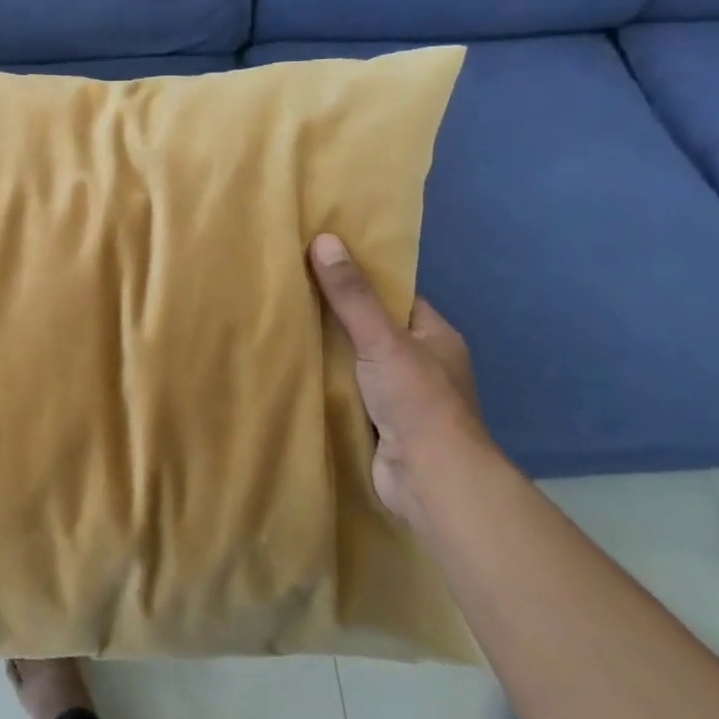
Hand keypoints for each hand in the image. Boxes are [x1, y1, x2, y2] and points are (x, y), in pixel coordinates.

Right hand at [308, 234, 494, 529]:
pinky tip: (292, 369)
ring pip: (356, 362)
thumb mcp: (381, 338)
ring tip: (282, 324)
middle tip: (291, 291)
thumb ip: (352, 294)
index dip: (361, 279)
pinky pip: (347, 392)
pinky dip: (325, 383)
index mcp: (435, 336)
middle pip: (372, 329)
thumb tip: (325, 240)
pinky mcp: (379, 423)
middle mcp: (421, 363)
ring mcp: (401, 396)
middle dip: (336, 316)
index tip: (321, 263)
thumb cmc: (416, 399)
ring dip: (327, 352)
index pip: (395, 296)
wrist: (429, 479)